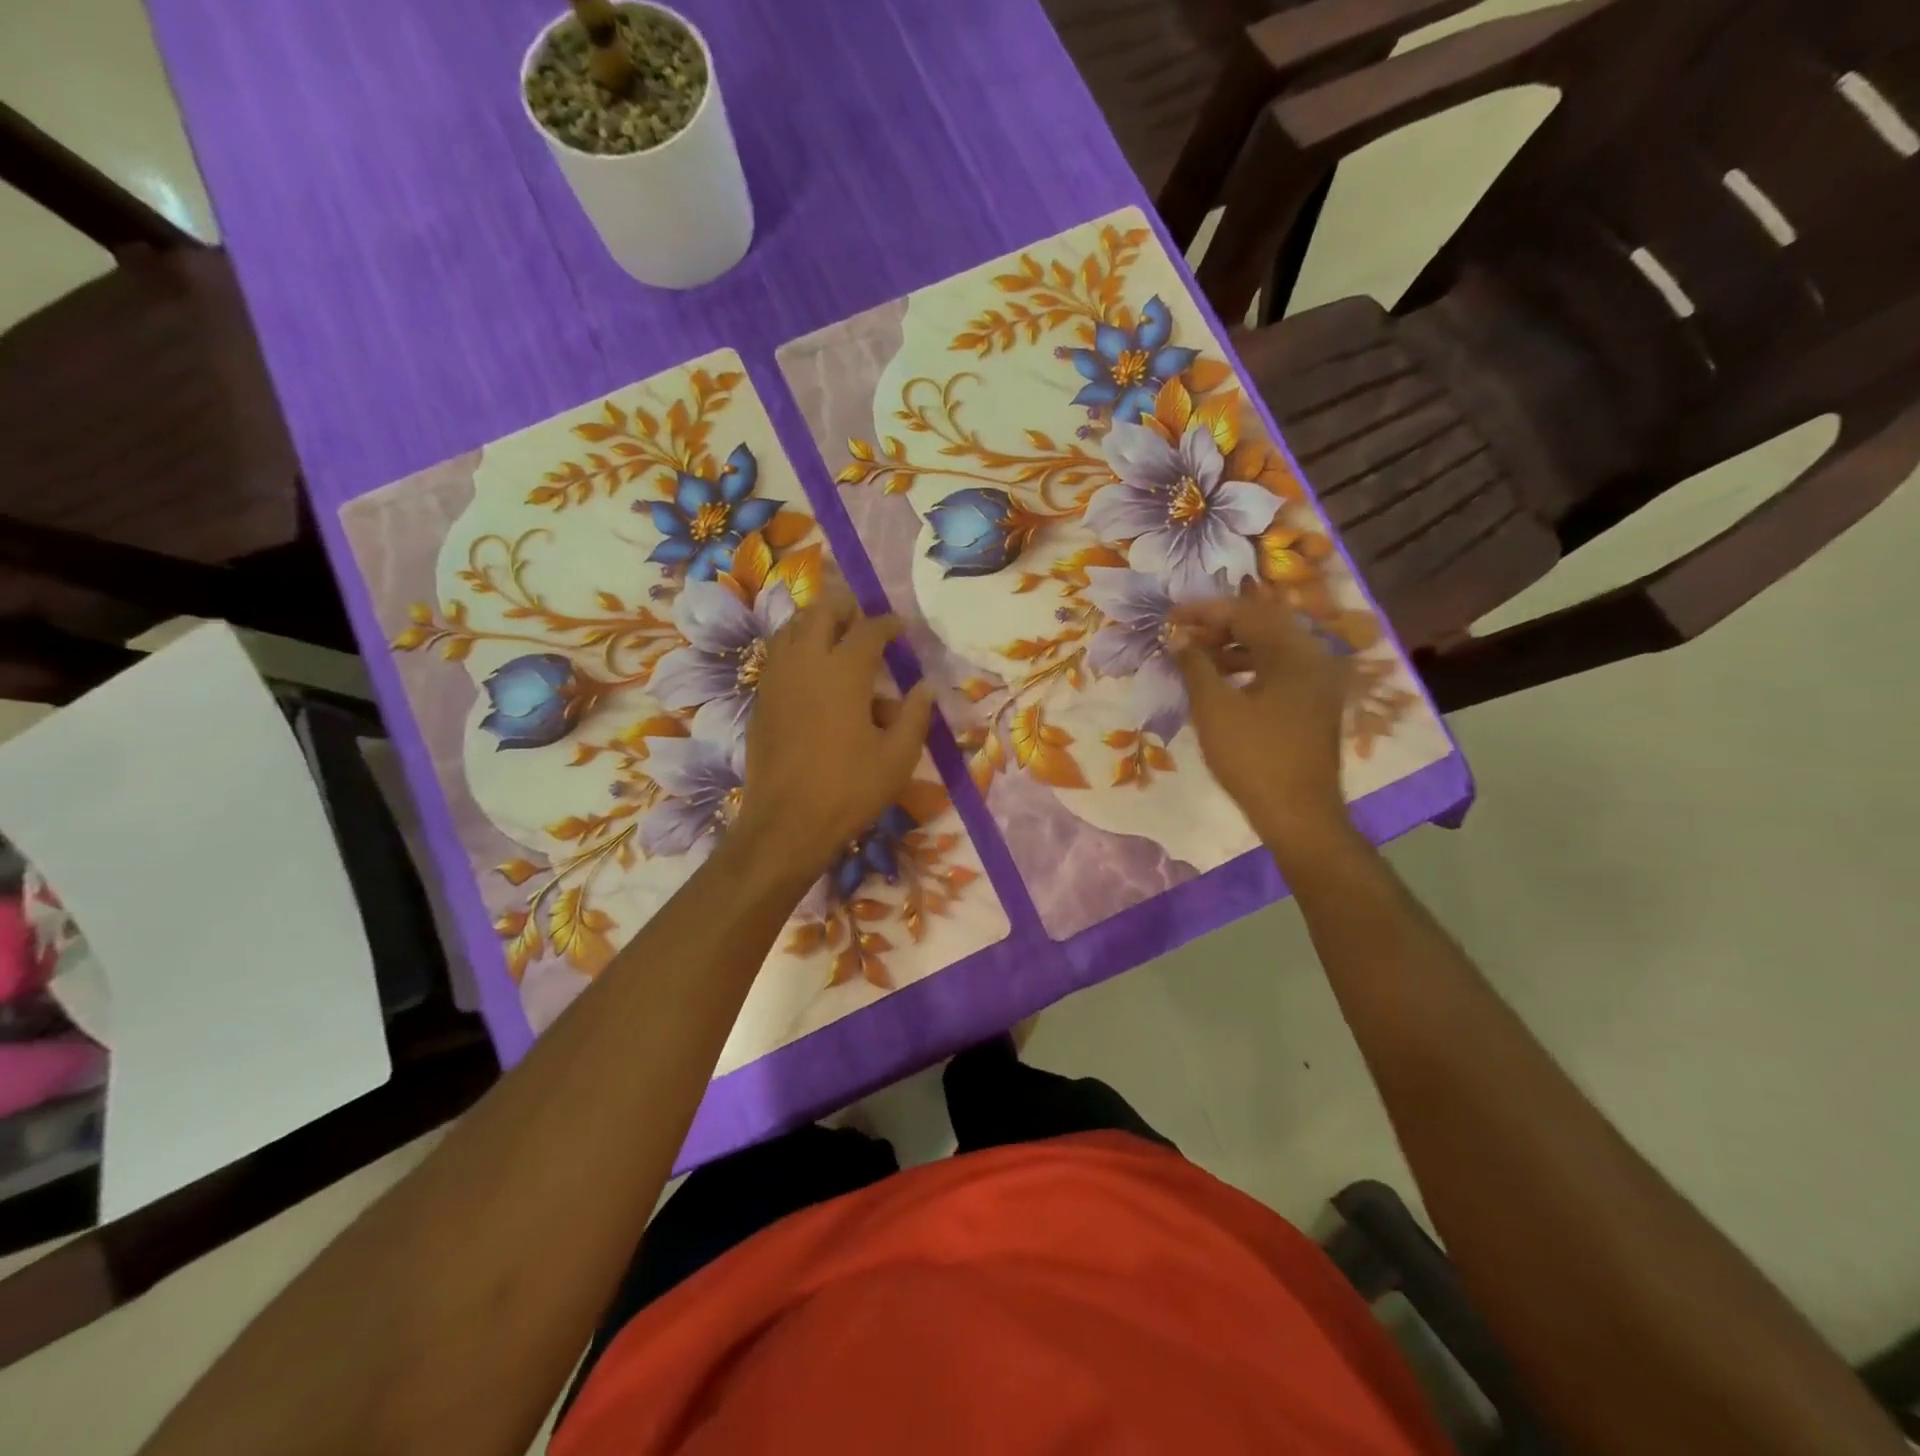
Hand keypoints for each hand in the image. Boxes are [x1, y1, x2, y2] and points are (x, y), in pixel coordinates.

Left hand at [730, 584, 934, 883]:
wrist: (786, 823)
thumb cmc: (849, 789)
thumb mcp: (898, 757)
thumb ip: (915, 716)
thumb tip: (926, 687)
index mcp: (844, 671)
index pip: (869, 629)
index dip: (888, 624)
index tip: (900, 628)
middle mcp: (806, 663)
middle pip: (821, 612)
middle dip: (845, 607)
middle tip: (864, 619)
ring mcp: (777, 678)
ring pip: (791, 628)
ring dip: (815, 622)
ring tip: (836, 635)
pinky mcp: (761, 699)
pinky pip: (778, 655)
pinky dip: (796, 647)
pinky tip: (812, 671)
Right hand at [1172, 588, 1351, 863]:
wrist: (1298, 813)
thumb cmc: (1252, 757)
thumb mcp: (1214, 708)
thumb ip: (1195, 665)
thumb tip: (1177, 638)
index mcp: (1294, 652)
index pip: (1245, 613)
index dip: (1203, 612)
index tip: (1170, 617)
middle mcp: (1314, 657)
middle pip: (1263, 624)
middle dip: (1219, 625)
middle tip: (1183, 635)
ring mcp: (1319, 681)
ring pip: (1273, 647)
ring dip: (1234, 646)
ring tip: (1197, 659)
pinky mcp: (1316, 702)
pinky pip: (1281, 668)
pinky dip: (1251, 666)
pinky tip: (1225, 682)